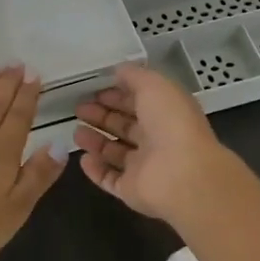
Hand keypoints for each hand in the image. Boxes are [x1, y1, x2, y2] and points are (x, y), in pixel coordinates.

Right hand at [73, 62, 240, 223]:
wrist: (183, 175)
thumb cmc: (170, 123)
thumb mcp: (154, 85)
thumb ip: (134, 76)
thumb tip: (118, 70)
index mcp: (166, 113)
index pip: (138, 102)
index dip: (117, 95)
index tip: (93, 90)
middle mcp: (156, 139)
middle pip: (125, 126)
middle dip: (102, 116)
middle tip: (78, 109)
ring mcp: (144, 167)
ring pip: (115, 152)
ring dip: (96, 141)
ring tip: (76, 132)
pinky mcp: (132, 190)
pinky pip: (110, 179)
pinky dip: (96, 170)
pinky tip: (82, 159)